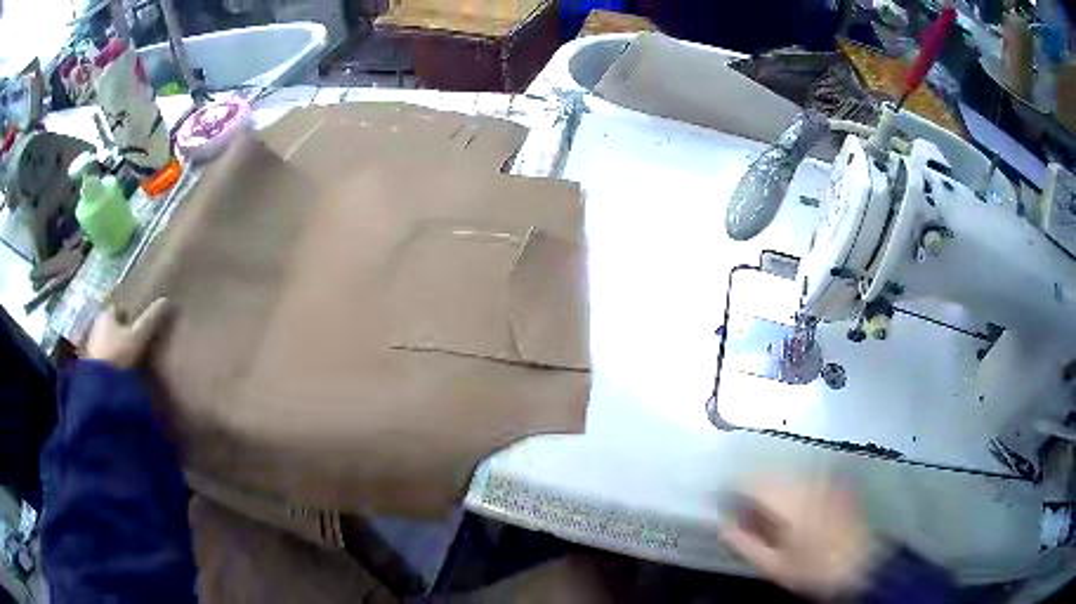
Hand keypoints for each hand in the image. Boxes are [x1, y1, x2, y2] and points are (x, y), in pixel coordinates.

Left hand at [84, 298, 171, 368]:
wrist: (100, 387)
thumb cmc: (120, 355)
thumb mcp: (140, 337)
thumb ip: (151, 319)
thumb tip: (166, 299)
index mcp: (107, 314)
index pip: (119, 309)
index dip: (130, 316)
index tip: (139, 328)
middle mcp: (97, 325)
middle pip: (112, 325)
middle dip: (122, 333)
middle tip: (135, 345)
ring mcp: (92, 346)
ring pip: (107, 342)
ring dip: (116, 348)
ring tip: (130, 362)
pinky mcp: (91, 365)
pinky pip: (104, 358)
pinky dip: (112, 363)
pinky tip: (121, 374)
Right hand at [718, 477, 878, 600]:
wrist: (862, 565)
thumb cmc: (814, 569)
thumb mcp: (773, 565)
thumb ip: (743, 543)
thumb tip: (721, 525)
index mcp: (790, 498)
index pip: (751, 480)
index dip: (731, 489)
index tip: (721, 503)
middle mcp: (808, 479)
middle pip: (770, 474)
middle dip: (753, 490)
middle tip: (744, 515)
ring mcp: (826, 477)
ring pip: (788, 474)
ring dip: (772, 489)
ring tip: (768, 516)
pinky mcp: (838, 481)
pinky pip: (806, 478)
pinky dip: (792, 489)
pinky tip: (792, 510)